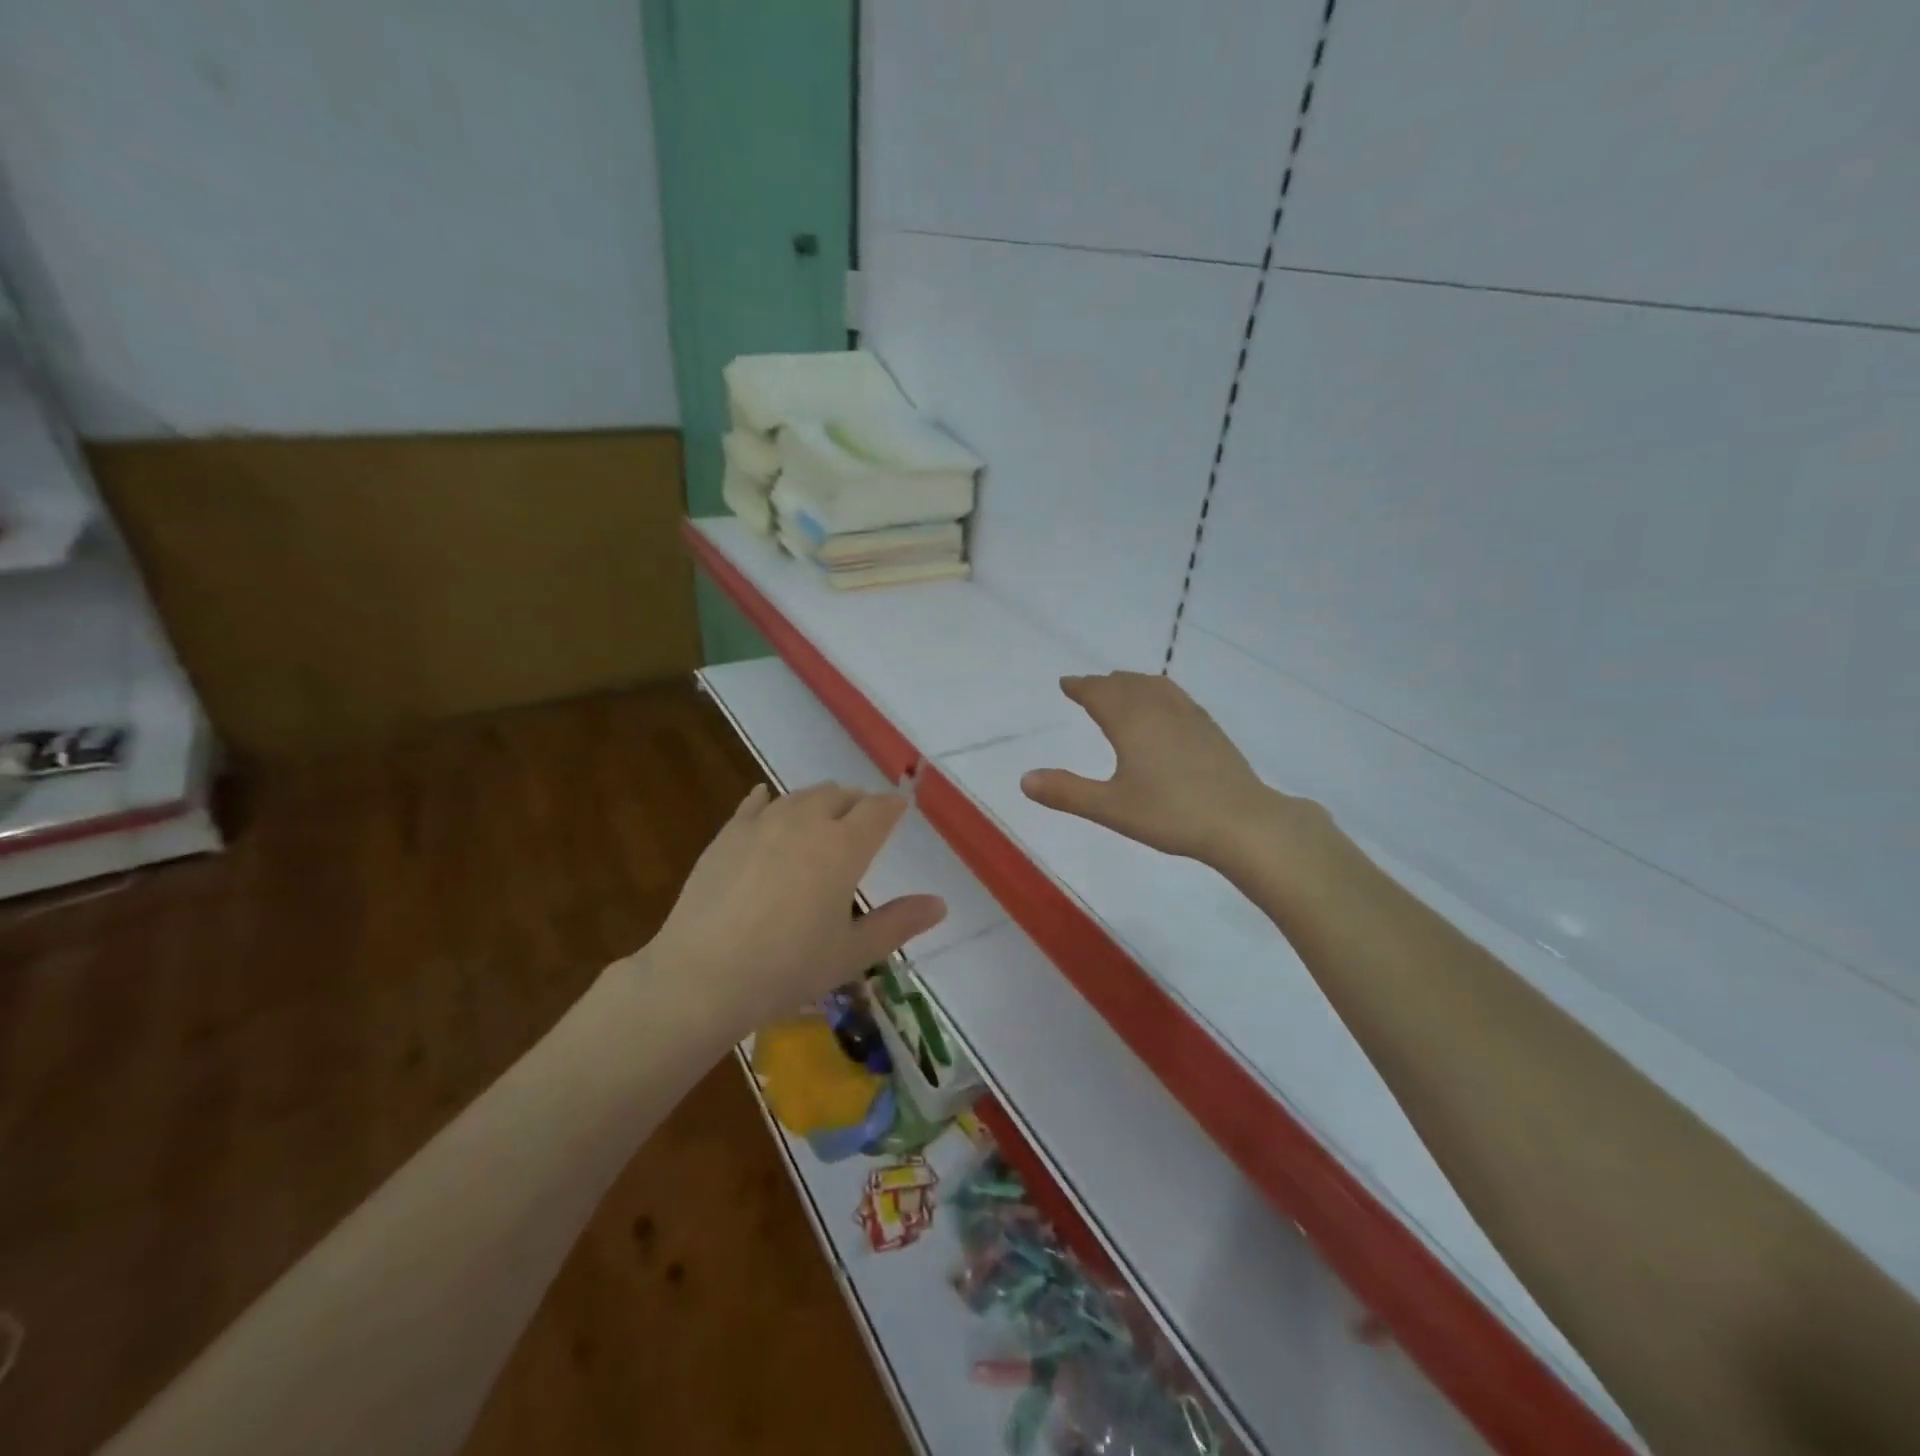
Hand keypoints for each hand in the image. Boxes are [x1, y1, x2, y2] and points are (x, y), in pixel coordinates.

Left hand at [643, 782, 946, 1033]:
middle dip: (857, 802)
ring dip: (819, 799)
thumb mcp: (853, 952)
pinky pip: (754, 804)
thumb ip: (899, 923)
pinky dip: (769, 799)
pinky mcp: (728, 835)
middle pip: (839, 795)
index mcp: (844, 847)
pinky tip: (767, 799)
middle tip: (864, 816)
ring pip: (800, 795)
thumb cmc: (788, 968)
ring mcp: (763, 824)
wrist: (704, 976)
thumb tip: (940, 903)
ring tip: (825, 810)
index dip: (892, 806)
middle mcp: (807, 822)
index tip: (901, 806)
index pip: (878, 811)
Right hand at [1021, 672, 1313, 867]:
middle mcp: (1159, 710)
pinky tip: (1165, 707)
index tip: (1066, 683)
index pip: (1099, 694)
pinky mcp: (1210, 729)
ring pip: (1154, 686)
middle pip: (1126, 685)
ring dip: (1132, 683)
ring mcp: (1189, 716)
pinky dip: (1158, 691)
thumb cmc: (1171, 814)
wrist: (1242, 821)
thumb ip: (1067, 792)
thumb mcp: (1111, 808)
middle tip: (1088, 686)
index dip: (1080, 687)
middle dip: (1103, 684)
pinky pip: (1176, 696)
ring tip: (1122, 686)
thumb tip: (1024, 779)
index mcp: (1131, 722)